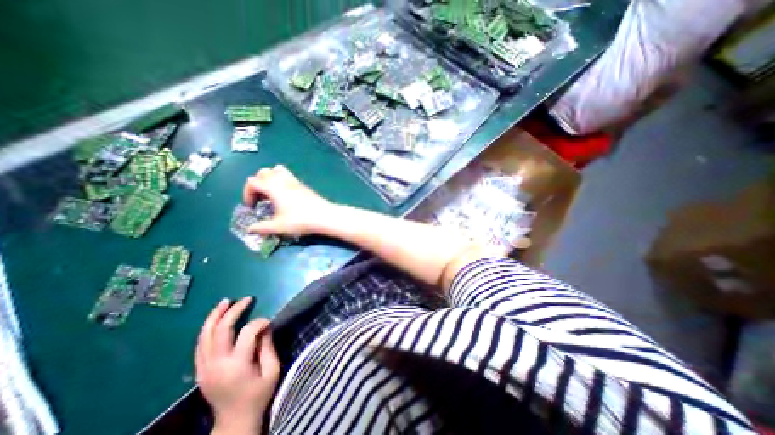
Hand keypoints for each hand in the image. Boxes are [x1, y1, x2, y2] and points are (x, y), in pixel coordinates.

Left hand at [198, 298, 282, 432]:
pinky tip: (216, 318)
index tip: (269, 322)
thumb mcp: (272, 370)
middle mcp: (216, 365)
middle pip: (221, 330)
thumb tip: (265, 326)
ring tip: (226, 301)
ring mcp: (204, 368)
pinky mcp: (200, 370)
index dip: (260, 322)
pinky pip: (200, 344)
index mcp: (237, 366)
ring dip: (215, 316)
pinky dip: (208, 328)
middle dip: (234, 311)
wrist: (234, 421)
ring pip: (205, 335)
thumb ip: (268, 346)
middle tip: (247, 299)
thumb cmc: (259, 394)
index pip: (247, 333)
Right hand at [243, 165, 334, 237]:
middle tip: (260, 198)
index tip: (252, 207)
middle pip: (264, 172)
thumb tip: (249, 229)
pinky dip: (282, 181)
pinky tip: (286, 196)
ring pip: (277, 170)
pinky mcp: (303, 185)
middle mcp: (283, 180)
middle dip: (257, 184)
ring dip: (270, 179)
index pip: (252, 182)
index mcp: (273, 187)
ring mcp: (294, 181)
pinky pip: (288, 176)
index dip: (247, 193)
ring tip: (272, 194)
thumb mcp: (278, 227)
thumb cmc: (300, 220)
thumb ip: (261, 228)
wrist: (324, 216)